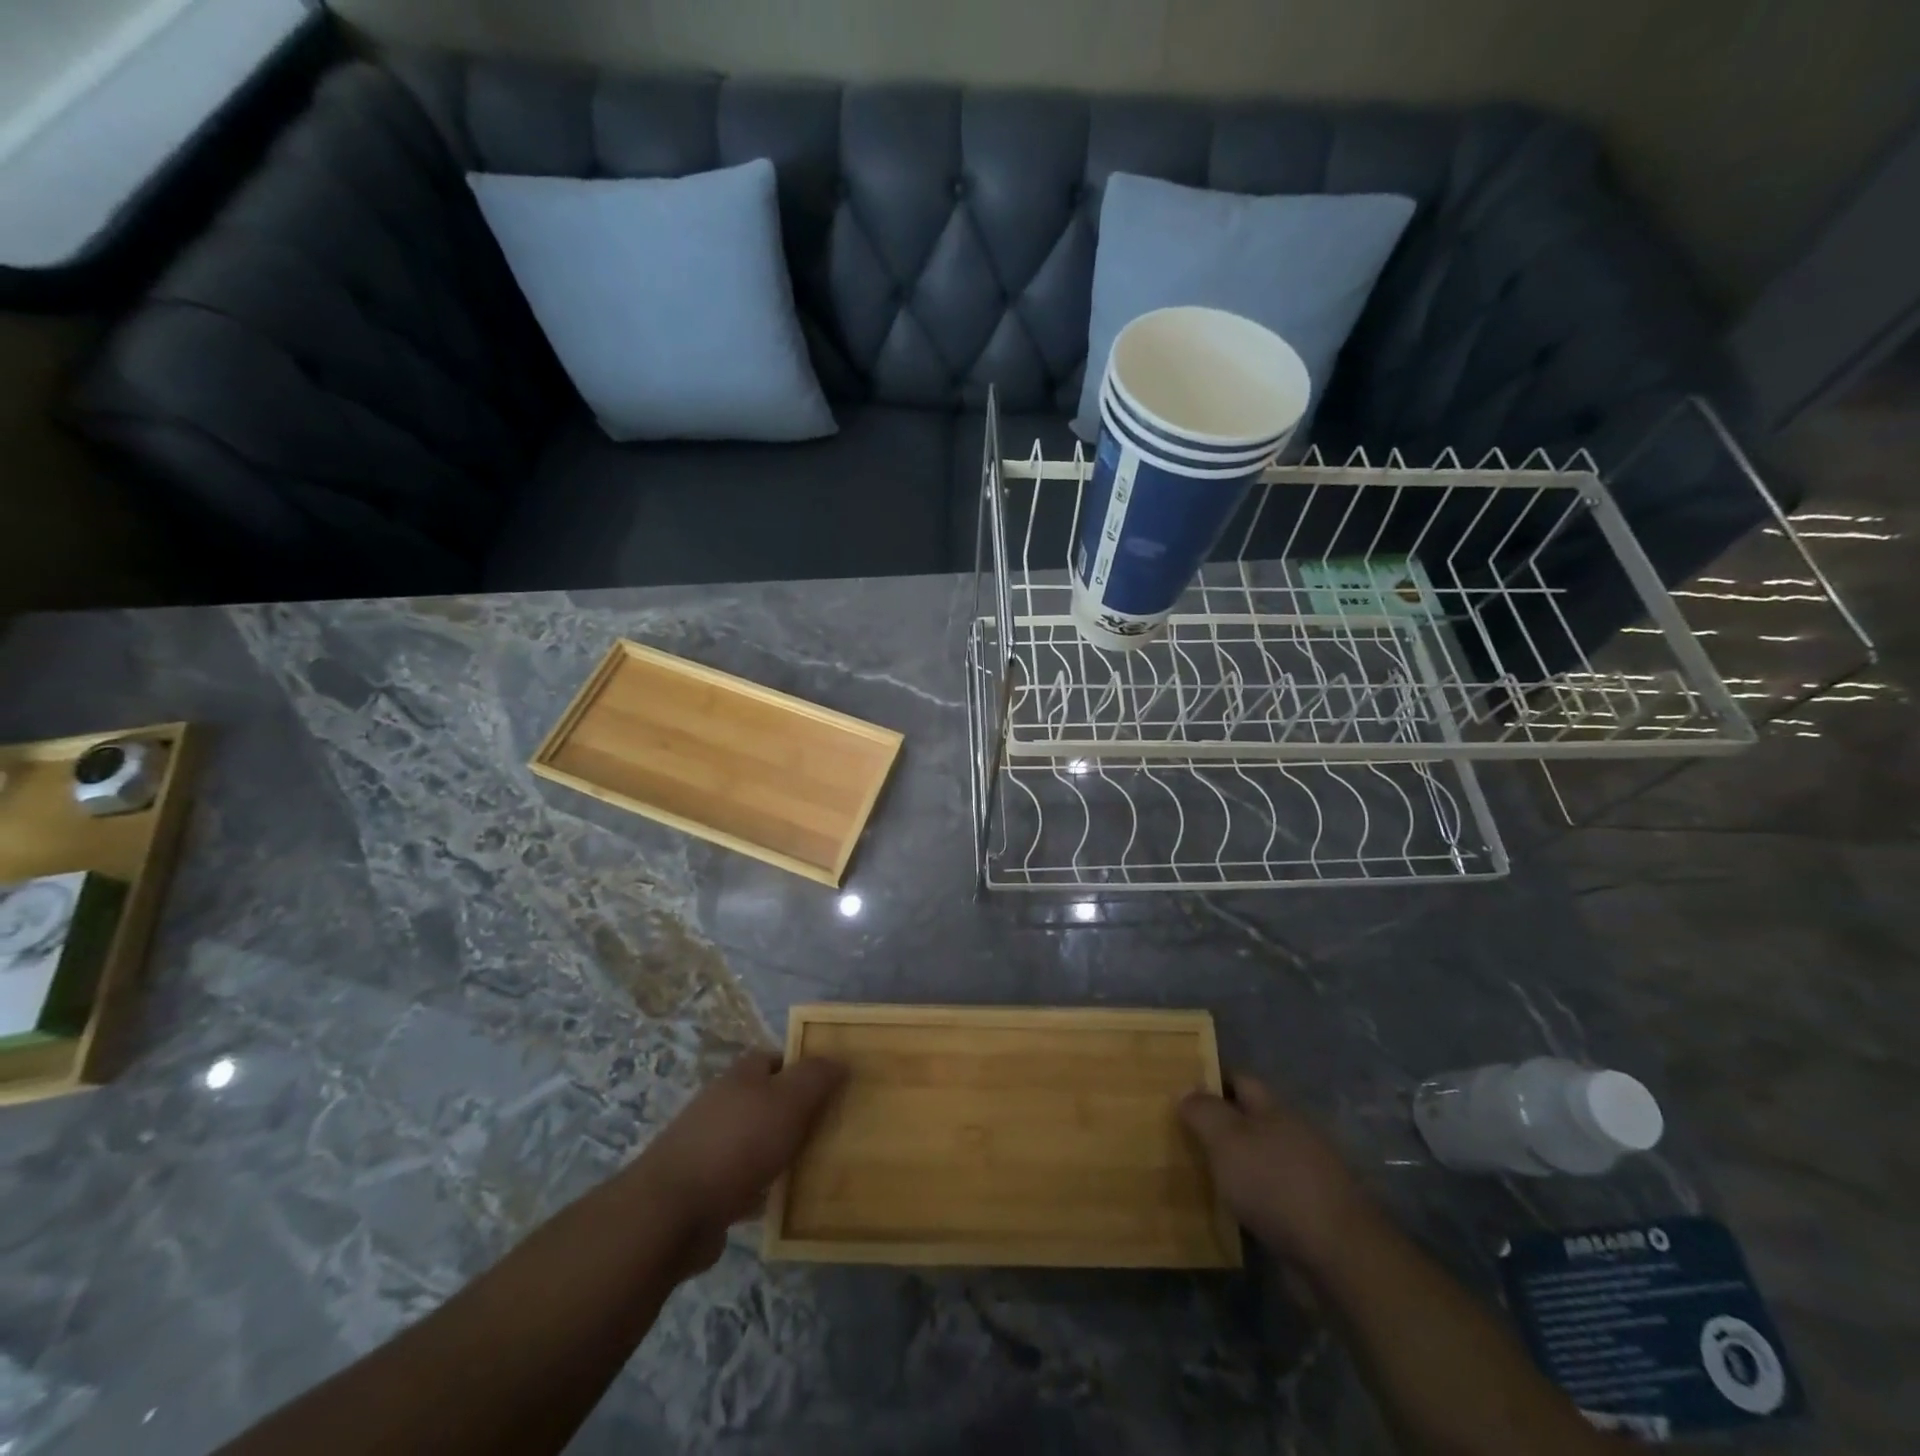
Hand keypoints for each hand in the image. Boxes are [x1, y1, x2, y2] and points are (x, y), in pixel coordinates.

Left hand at [634, 1050, 845, 1266]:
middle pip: (766, 1099)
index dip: (803, 1067)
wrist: (673, 1212)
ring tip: (815, 1166)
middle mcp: (722, 1104)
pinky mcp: (704, 1188)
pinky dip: (763, 1188)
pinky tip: (783, 1202)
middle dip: (795, 1112)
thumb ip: (816, 1077)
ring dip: (780, 1151)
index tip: (832, 1086)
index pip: (776, 1058)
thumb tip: (839, 1059)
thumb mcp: (789, 1100)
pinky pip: (743, 1180)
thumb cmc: (738, 1143)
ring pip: (756, 1141)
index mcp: (741, 1076)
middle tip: (831, 1128)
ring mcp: (709, 1146)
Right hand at [1180, 1075, 1368, 1270]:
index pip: (1239, 1080)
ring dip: (1231, 1166)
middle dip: (1218, 1126)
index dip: (1210, 1081)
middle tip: (1179, 1134)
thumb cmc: (1275, 1184)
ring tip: (1195, 1174)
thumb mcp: (1227, 1140)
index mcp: (1275, 1110)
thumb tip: (1186, 1089)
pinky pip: (1267, 1196)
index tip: (1179, 1091)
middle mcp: (1291, 1135)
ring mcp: (1304, 1176)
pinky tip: (1226, 1211)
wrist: (1337, 1256)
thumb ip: (1204, 1111)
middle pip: (1248, 1120)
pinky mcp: (1308, 1214)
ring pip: (1256, 1160)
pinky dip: (1246, 1199)